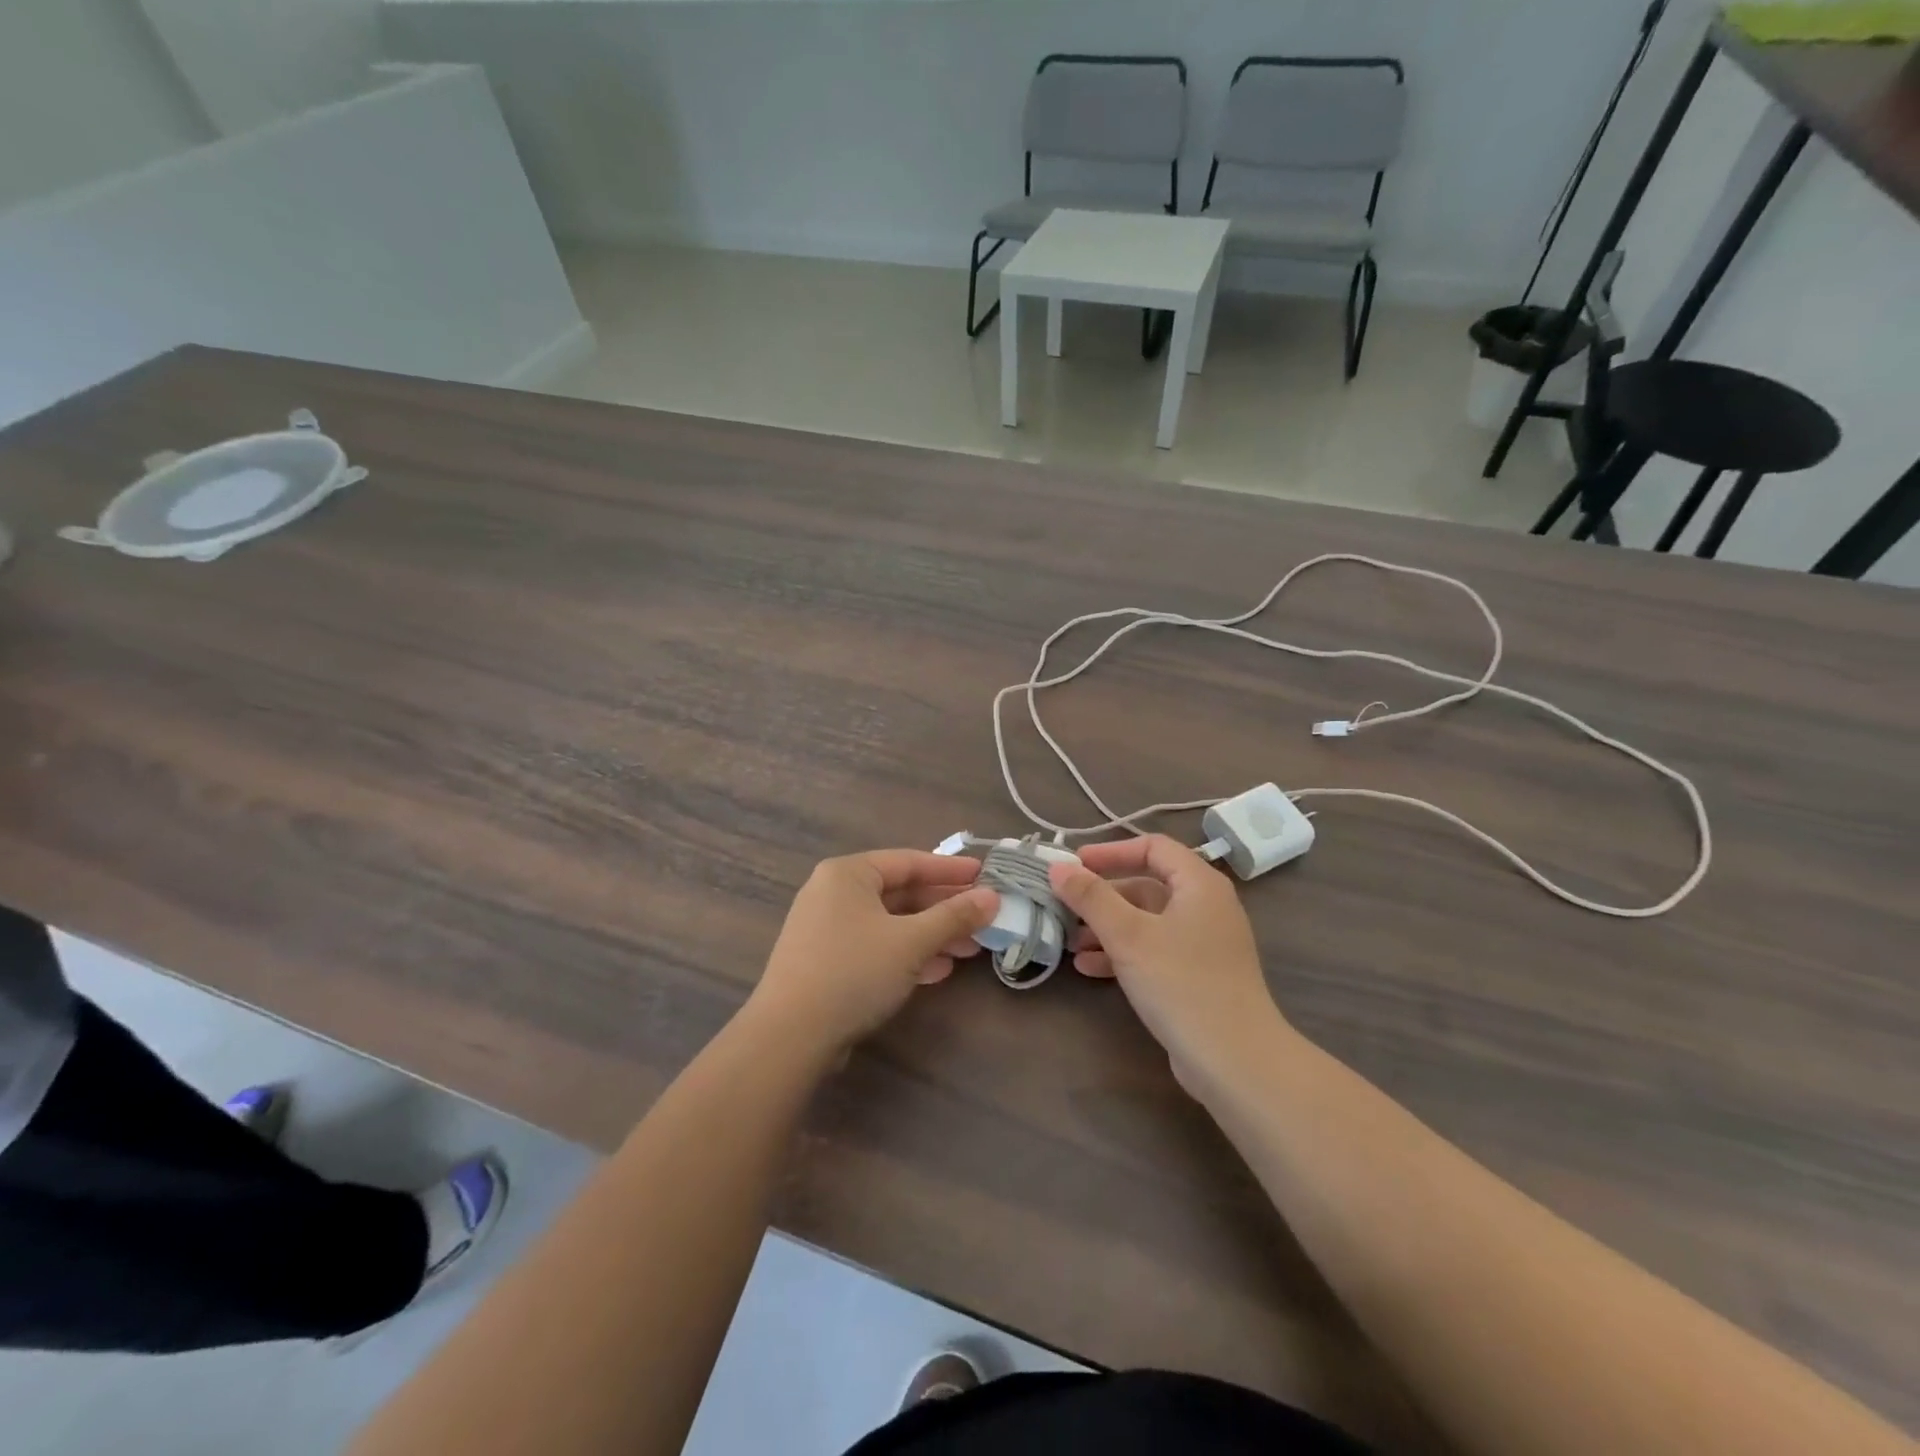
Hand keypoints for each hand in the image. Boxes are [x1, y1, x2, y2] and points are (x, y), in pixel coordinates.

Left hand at [749, 850, 998, 1057]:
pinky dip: (906, 954)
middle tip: (983, 918)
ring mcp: (827, 928)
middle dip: (943, 909)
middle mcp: (834, 893)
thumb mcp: (911, 941)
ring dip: (930, 935)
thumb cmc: (854, 972)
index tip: (984, 875)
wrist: (789, 1036)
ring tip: (969, 950)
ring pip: (890, 923)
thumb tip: (992, 897)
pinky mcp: (826, 961)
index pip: (909, 861)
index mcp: (848, 874)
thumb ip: (953, 916)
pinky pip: (875, 946)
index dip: (950, 870)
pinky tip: (937, 971)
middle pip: (900, 893)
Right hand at [1049, 835, 1286, 1093]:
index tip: (1074, 865)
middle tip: (1064, 904)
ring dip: (1107, 927)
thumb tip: (1058, 867)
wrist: (1235, 1061)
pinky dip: (1122, 953)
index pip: (1153, 847)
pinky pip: (1154, 950)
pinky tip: (1089, 968)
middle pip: (1147, 885)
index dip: (1111, 851)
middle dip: (1103, 895)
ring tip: (1069, 941)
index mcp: (1199, 884)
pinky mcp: (1198, 976)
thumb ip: (1091, 897)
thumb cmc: (1181, 984)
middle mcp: (1206, 906)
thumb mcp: (1128, 935)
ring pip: (1147, 921)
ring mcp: (1204, 943)